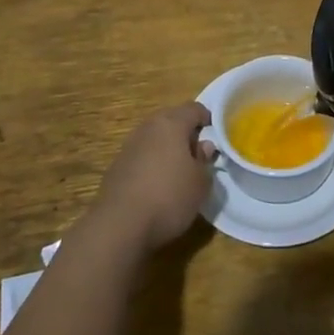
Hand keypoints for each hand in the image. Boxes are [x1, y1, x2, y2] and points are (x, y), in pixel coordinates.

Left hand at [92, 103, 215, 253]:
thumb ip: (204, 161)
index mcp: (171, 123)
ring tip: (179, 173)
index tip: (217, 138)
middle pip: (172, 120)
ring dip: (168, 150)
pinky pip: (142, 157)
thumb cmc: (169, 197)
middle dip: (187, 134)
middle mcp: (147, 128)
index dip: (208, 120)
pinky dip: (152, 164)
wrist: (119, 225)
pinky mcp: (116, 167)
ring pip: (155, 139)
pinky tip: (157, 186)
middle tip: (199, 155)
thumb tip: (202, 146)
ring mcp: (128, 146)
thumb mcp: (200, 183)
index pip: (194, 109)